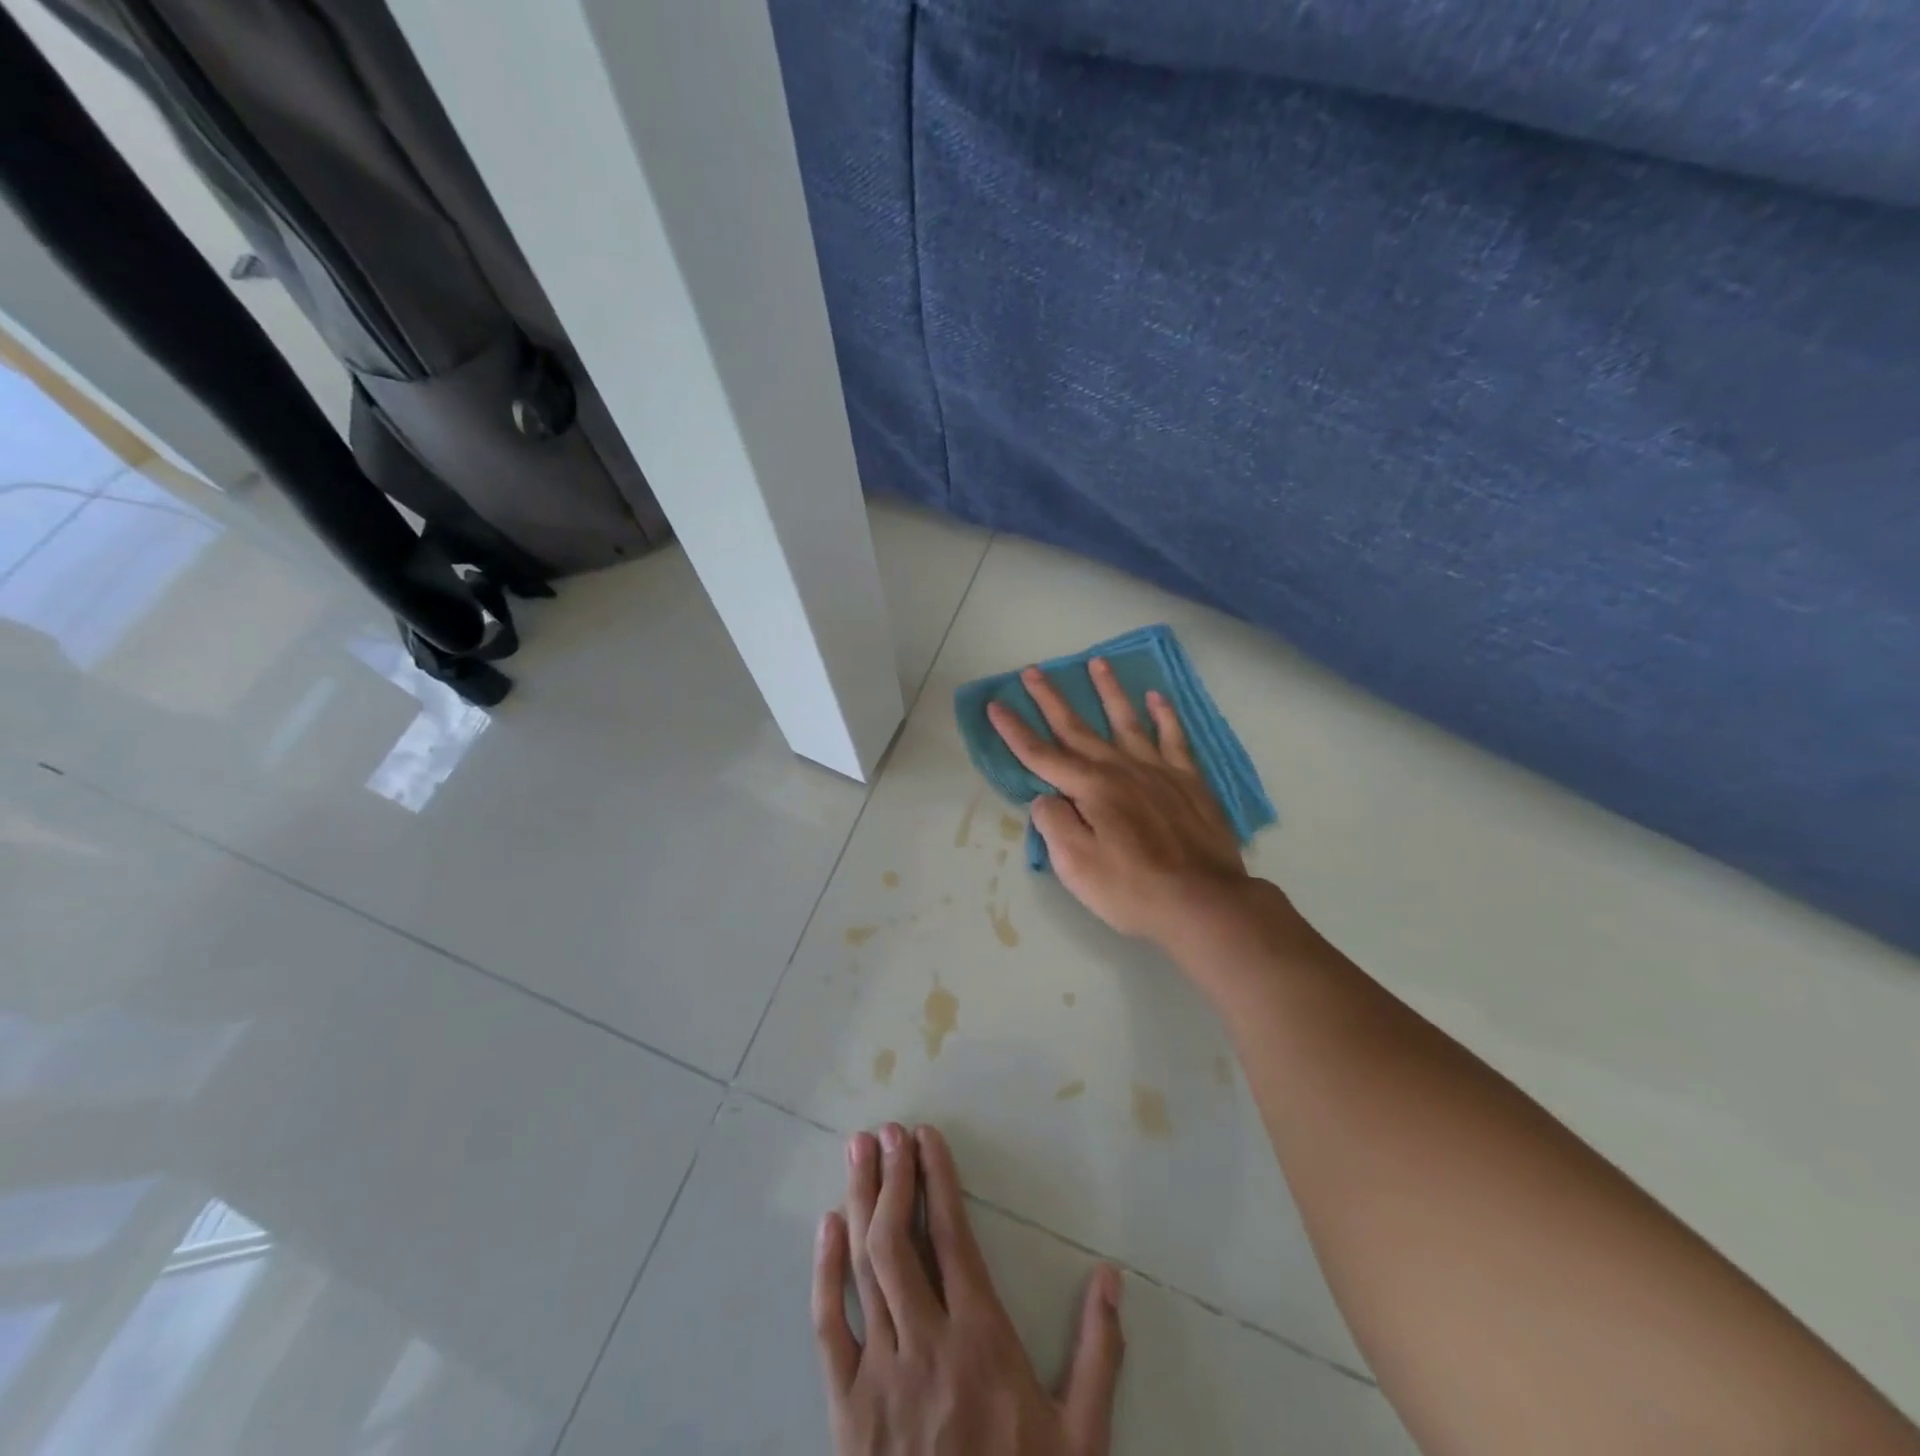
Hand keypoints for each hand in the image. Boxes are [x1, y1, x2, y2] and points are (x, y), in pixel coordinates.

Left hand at [815, 1124, 1124, 1455]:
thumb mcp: (1079, 1438)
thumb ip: (1098, 1353)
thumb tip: (1111, 1276)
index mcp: (981, 1342)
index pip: (952, 1236)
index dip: (937, 1178)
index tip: (926, 1136)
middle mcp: (927, 1345)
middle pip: (900, 1240)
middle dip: (892, 1177)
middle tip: (887, 1131)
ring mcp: (881, 1376)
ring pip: (865, 1269)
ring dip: (860, 1202)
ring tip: (857, 1151)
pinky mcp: (846, 1409)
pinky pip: (830, 1327)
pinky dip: (825, 1271)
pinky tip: (826, 1225)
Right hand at [987, 659, 1249, 944]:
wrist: (1204, 902)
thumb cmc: (1132, 890)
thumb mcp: (1075, 865)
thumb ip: (1054, 824)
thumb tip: (1046, 797)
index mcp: (1090, 788)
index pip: (1041, 754)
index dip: (1014, 730)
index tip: (995, 705)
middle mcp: (1120, 768)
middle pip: (1077, 727)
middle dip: (1051, 699)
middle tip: (1032, 671)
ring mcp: (1158, 770)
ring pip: (1127, 720)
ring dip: (1109, 690)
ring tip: (1098, 662)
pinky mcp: (1189, 781)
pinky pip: (1174, 737)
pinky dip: (1165, 715)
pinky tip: (1157, 697)